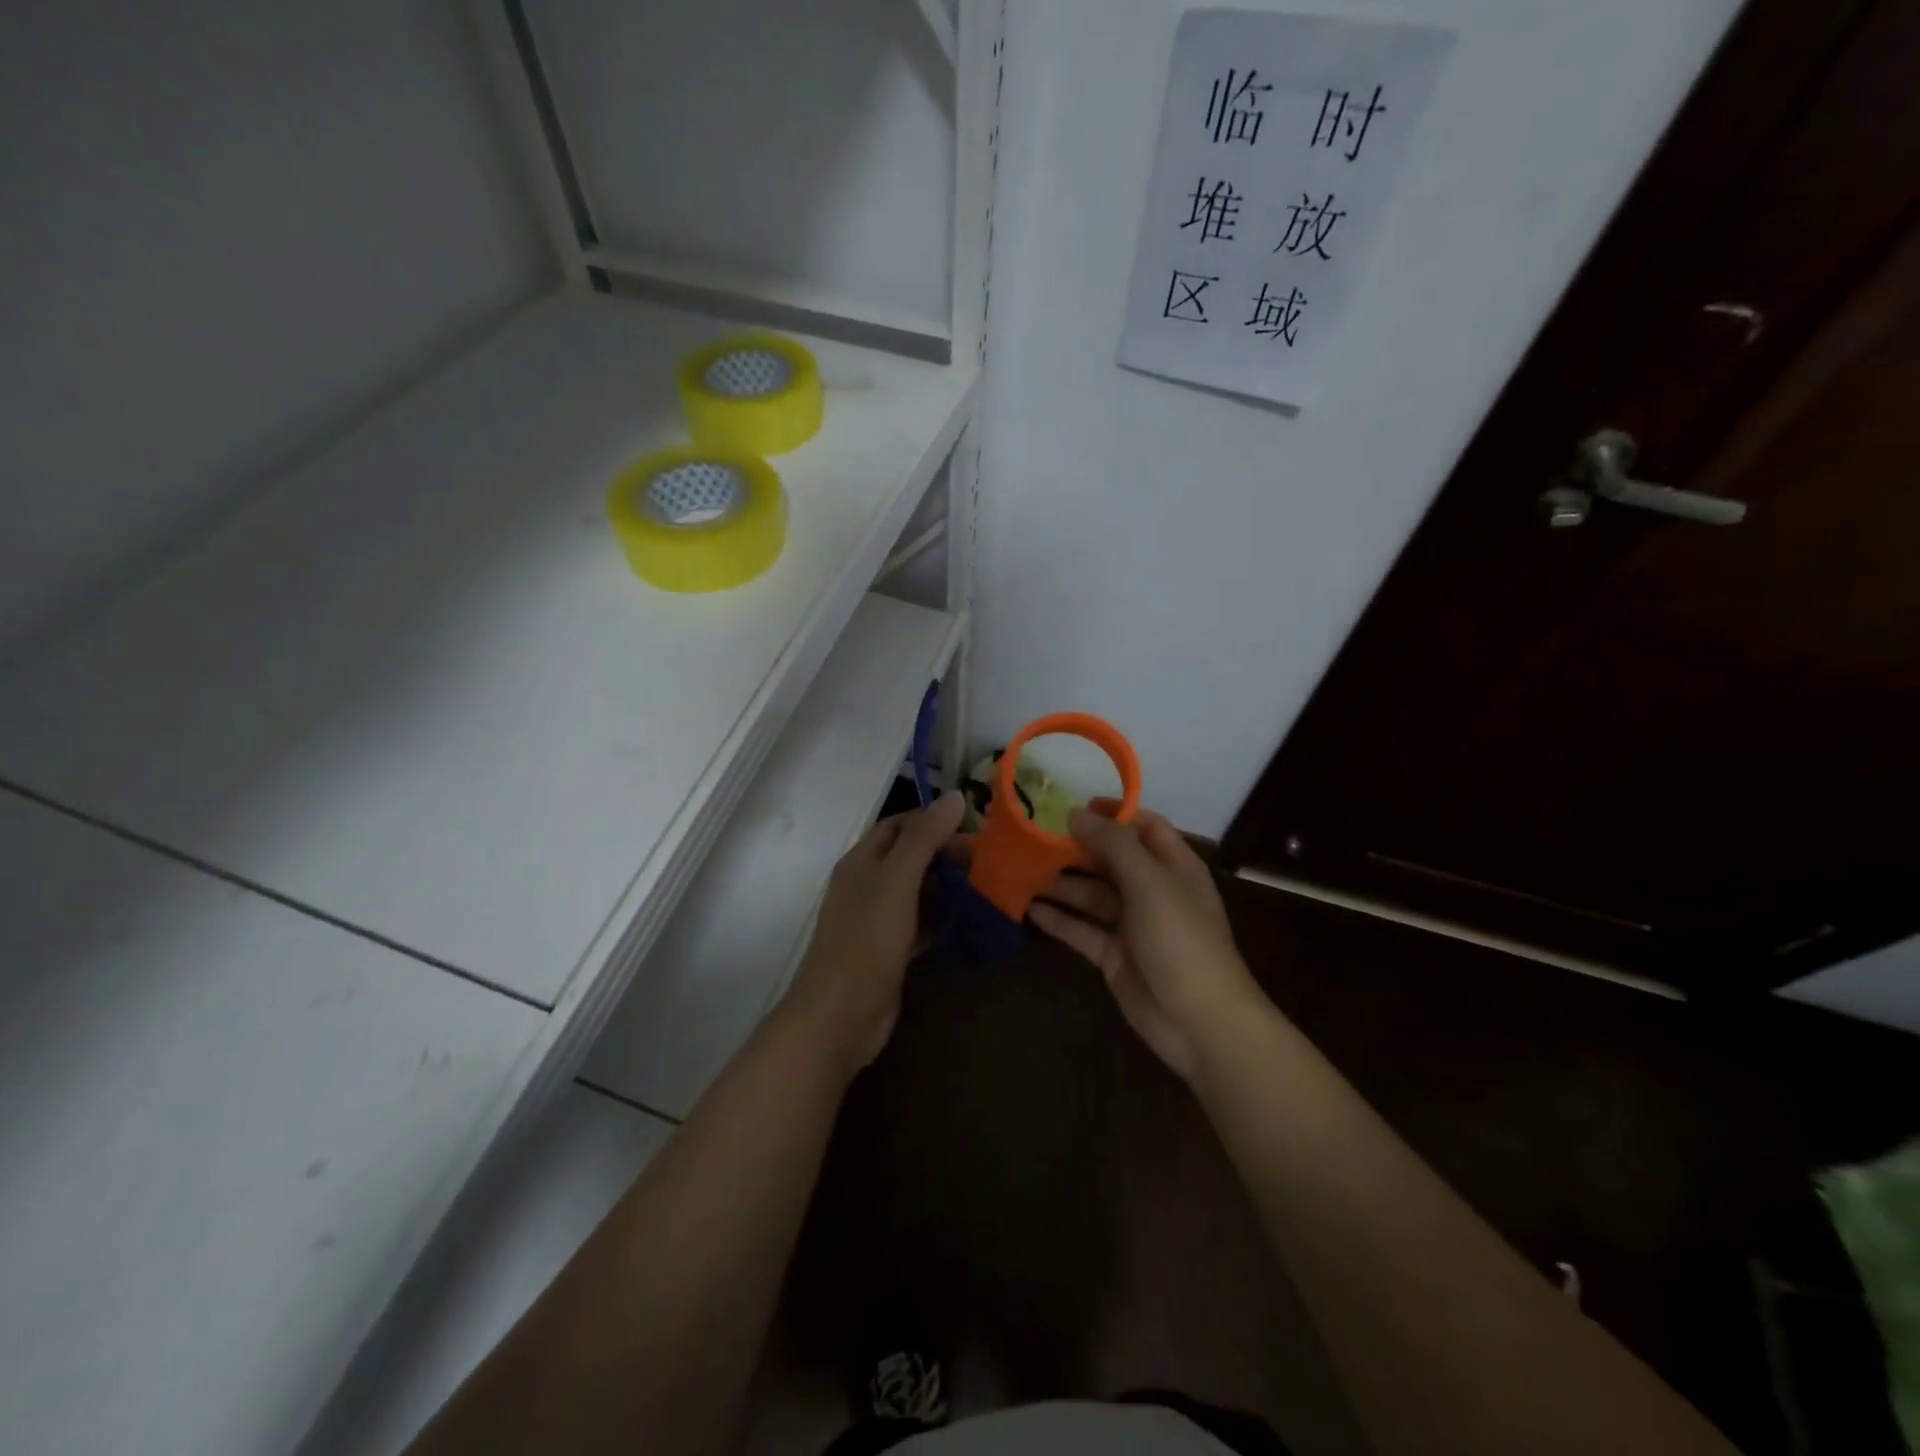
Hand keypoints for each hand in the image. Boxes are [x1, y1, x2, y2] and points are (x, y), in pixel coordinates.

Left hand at [777, 793, 966, 1075]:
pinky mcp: (889, 951)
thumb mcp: (896, 882)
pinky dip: (943, 917)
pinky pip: (920, 923)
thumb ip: (924, 839)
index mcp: (861, 861)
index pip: (899, 825)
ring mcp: (877, 920)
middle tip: (990, 859)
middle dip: (946, 853)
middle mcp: (867, 885)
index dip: (933, 820)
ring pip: (917, 891)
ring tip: (990, 884)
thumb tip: (954, 796)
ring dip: (948, 885)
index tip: (974, 823)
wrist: (839, 1017)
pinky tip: (971, 919)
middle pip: (910, 857)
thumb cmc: (866, 941)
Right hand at [1031, 805, 1263, 1081]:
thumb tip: (1077, 814)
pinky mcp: (1114, 956)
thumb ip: (1114, 844)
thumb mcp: (1150, 883)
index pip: (1144, 826)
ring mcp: (1132, 925)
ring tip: (1022, 869)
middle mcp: (1153, 890)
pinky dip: (1058, 919)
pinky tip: (1027, 907)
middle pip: (1111, 859)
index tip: (1073, 807)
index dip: (1113, 813)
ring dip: (1061, 882)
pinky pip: (1082, 929)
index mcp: (1174, 866)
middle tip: (1034, 837)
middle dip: (1077, 848)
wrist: (1199, 1022)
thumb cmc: (1180, 940)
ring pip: (1092, 895)